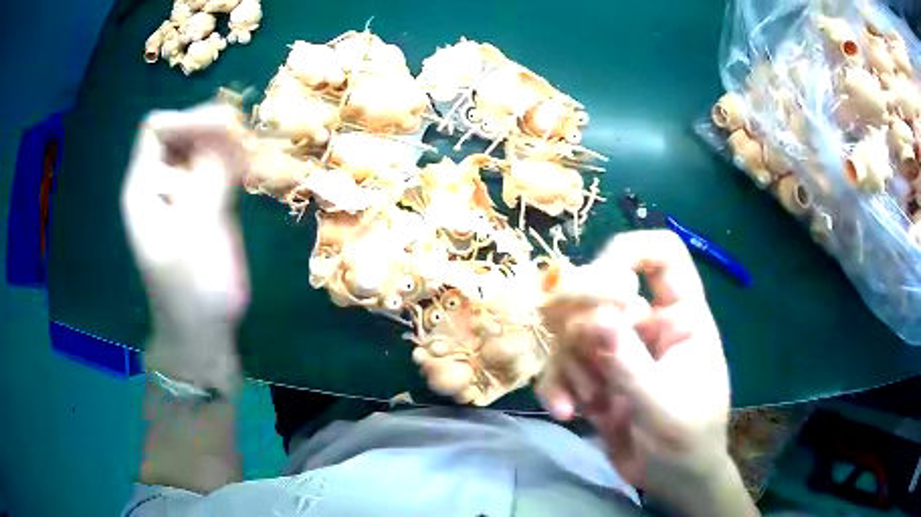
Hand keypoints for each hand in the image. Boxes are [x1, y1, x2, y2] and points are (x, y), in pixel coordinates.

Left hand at [121, 104, 249, 387]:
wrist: (201, 333)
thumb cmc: (191, 295)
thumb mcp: (194, 238)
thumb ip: (207, 181)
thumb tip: (229, 127)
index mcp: (143, 188)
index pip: (158, 130)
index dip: (189, 120)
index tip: (228, 127)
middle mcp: (159, 182)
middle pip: (181, 132)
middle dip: (213, 127)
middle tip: (248, 138)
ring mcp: (182, 191)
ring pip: (202, 146)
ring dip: (228, 141)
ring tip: (255, 152)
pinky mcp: (203, 202)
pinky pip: (217, 166)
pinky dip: (237, 159)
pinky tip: (255, 166)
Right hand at [538, 231, 751, 514]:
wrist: (674, 481)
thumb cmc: (688, 443)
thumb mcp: (664, 408)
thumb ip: (630, 364)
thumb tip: (594, 317)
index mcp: (682, 317)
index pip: (662, 254)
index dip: (629, 253)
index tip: (603, 285)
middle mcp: (647, 324)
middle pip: (601, 287)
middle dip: (580, 319)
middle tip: (579, 353)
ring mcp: (619, 349)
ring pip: (574, 329)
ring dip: (570, 364)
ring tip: (583, 403)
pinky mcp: (596, 376)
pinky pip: (563, 364)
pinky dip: (557, 385)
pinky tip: (565, 413)